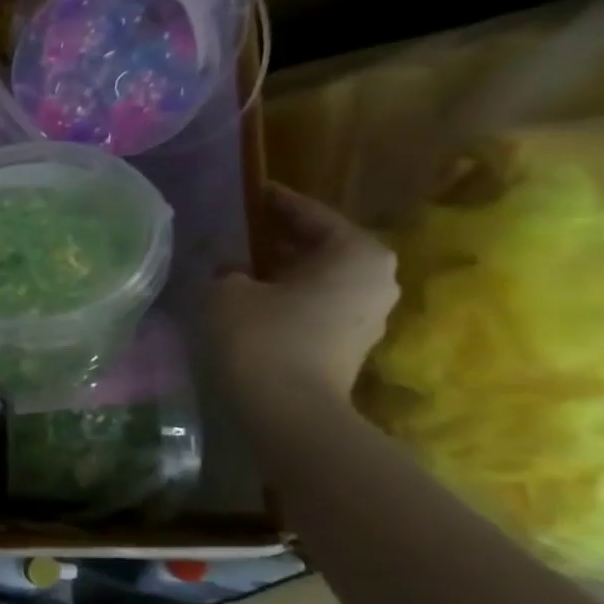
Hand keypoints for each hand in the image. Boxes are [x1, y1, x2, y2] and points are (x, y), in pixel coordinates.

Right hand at [208, 183, 399, 400]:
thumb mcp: (226, 289)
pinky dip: (287, 299)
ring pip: (318, 279)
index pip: (310, 214)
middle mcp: (377, 277)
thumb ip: (227, 268)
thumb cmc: (260, 336)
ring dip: (282, 273)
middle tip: (239, 233)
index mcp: (356, 252)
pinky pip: (316, 307)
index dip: (274, 203)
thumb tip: (232, 268)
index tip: (250, 193)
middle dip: (279, 241)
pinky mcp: (350, 345)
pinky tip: (253, 302)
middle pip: (320, 247)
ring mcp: (370, 315)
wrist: (287, 411)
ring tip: (240, 268)